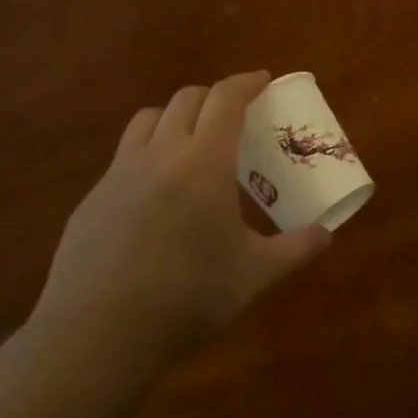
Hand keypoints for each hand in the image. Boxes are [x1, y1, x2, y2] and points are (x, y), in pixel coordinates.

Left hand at [33, 72, 330, 361]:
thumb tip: (326, 236)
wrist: (95, 337)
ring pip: (148, 119)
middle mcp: (161, 154)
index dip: (246, 82)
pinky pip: (124, 156)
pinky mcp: (92, 199)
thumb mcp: (253, 275)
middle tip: (234, 116)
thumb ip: (294, 249)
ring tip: (191, 142)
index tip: (263, 80)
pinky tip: (155, 195)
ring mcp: (119, 174)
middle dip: (215, 97)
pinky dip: (147, 154)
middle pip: (187, 99)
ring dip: (175, 117)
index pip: (226, 99)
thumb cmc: (186, 298)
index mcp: (204, 163)